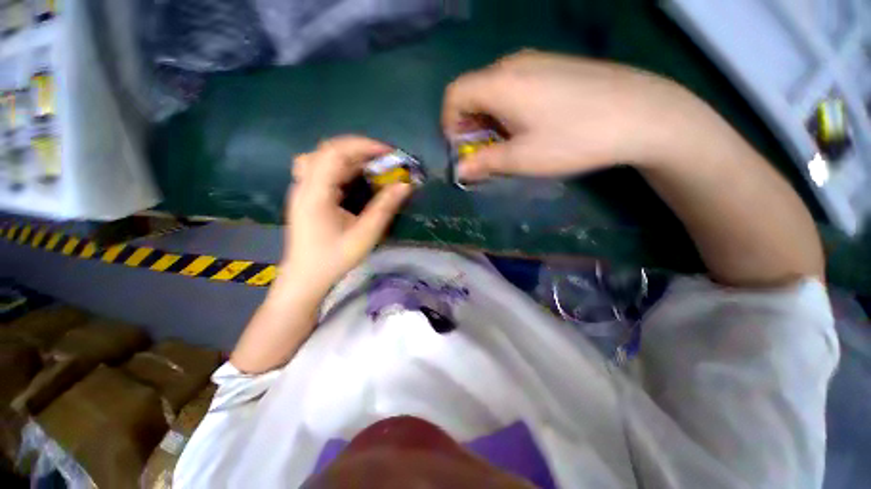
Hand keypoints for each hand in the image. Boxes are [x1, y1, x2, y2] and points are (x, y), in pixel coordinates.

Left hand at [282, 136, 413, 293]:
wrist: (306, 278)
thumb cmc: (334, 259)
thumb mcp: (364, 235)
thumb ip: (385, 207)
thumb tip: (405, 185)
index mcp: (315, 193)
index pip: (336, 152)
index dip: (364, 146)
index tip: (390, 154)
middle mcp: (304, 184)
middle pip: (329, 150)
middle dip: (361, 150)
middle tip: (385, 161)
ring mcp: (302, 188)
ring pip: (324, 157)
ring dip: (351, 157)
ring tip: (373, 167)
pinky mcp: (306, 195)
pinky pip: (322, 169)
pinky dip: (342, 167)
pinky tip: (355, 179)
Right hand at [442, 50, 695, 181]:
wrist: (642, 113)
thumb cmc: (574, 138)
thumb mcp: (522, 158)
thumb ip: (485, 163)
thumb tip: (460, 171)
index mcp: (500, 84)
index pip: (454, 94)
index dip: (449, 124)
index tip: (461, 148)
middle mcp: (513, 64)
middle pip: (473, 92)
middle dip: (470, 125)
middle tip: (484, 152)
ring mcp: (537, 61)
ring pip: (495, 90)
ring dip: (490, 120)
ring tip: (508, 144)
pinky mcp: (555, 67)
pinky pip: (517, 86)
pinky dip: (509, 109)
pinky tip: (530, 127)